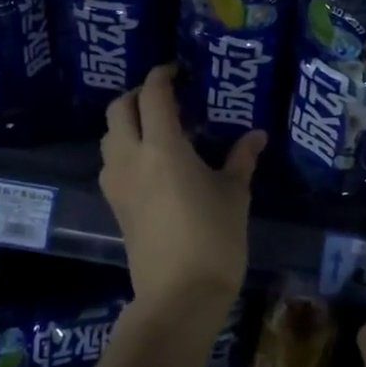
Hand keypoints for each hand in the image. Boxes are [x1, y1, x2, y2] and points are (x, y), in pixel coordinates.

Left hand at [100, 64, 265, 320]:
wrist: (180, 295)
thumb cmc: (214, 239)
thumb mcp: (234, 194)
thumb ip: (241, 159)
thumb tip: (257, 136)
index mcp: (162, 147)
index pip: (152, 95)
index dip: (162, 76)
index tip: (177, 71)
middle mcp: (131, 158)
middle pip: (119, 109)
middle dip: (137, 95)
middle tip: (165, 97)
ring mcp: (117, 183)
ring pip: (109, 136)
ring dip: (126, 122)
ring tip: (157, 128)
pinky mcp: (115, 205)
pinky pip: (110, 162)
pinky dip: (124, 148)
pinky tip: (150, 162)